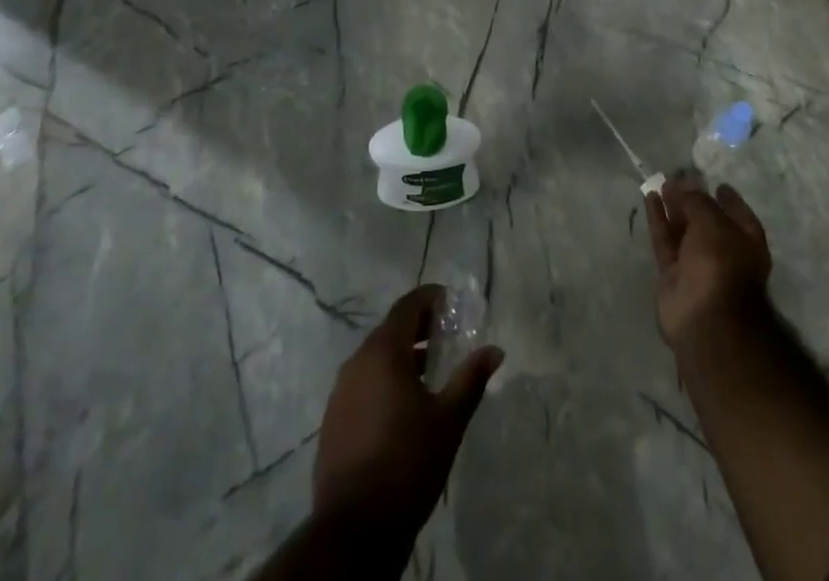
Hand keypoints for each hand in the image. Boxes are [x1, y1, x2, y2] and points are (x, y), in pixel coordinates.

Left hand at [312, 285, 503, 540]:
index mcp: (383, 352)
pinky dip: (386, 378)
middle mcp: (357, 361)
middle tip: (448, 334)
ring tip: (432, 370)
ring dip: (403, 355)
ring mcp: (341, 390)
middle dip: (420, 327)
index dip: (430, 298)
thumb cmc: (407, 463)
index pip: (407, 306)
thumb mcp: (448, 420)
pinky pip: (364, 382)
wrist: (354, 530)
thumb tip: (495, 350)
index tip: (452, 303)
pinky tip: (405, 404)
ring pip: (376, 357)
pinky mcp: (334, 418)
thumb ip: (471, 378)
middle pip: (391, 329)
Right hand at [645, 179, 772, 349]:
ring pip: (684, 231)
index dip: (729, 199)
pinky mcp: (673, 275)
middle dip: (693, 202)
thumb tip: (682, 186)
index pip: (739, 215)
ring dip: (673, 208)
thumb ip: (697, 200)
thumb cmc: (720, 262)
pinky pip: (665, 241)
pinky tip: (650, 198)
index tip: (716, 184)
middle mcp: (724, 254)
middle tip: (677, 180)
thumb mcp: (712, 220)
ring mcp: (697, 266)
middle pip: (707, 222)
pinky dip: (658, 220)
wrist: (705, 317)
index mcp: (746, 242)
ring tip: (661, 184)